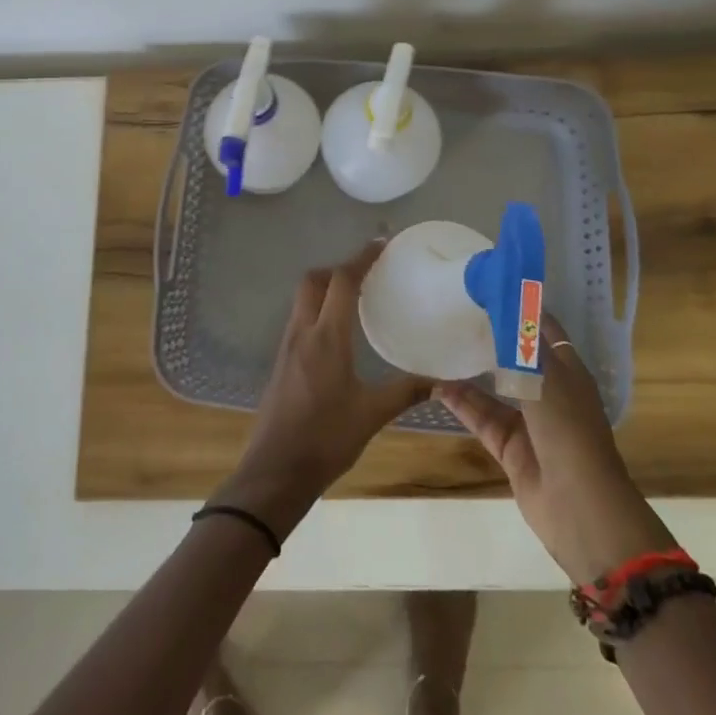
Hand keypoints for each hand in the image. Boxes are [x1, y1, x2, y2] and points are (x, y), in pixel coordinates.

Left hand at [214, 240, 430, 539]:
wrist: (275, 470)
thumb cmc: (326, 439)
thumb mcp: (372, 415)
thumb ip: (405, 392)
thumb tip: (440, 381)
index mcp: (326, 337)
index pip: (342, 281)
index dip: (361, 258)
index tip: (380, 245)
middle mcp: (303, 332)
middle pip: (314, 280)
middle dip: (338, 268)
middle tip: (366, 273)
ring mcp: (287, 345)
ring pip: (303, 298)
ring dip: (325, 287)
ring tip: (355, 298)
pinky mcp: (281, 360)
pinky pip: (299, 318)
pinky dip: (317, 309)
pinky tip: (336, 332)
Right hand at [437, 315, 673, 584]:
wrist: (579, 506)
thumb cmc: (568, 430)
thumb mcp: (545, 375)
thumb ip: (521, 339)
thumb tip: (506, 300)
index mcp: (567, 370)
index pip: (542, 327)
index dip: (519, 305)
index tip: (487, 282)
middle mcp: (548, 391)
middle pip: (516, 355)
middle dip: (489, 334)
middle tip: (454, 309)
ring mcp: (529, 421)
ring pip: (494, 386)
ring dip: (470, 369)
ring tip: (439, 343)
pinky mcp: (510, 447)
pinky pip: (481, 417)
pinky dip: (461, 403)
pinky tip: (436, 385)